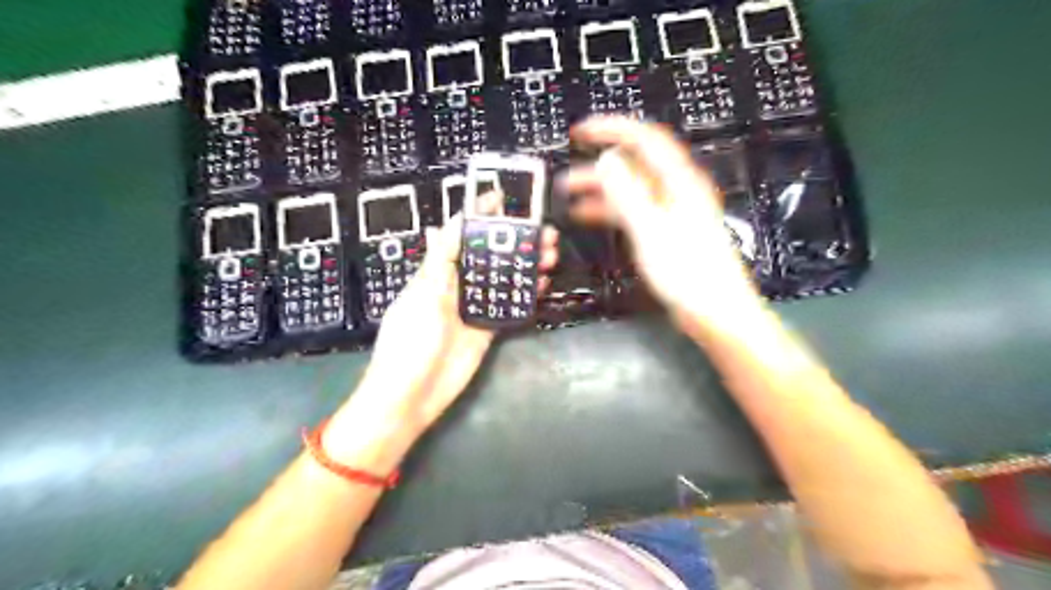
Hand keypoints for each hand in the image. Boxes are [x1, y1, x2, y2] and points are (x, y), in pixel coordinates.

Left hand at [327, 212, 556, 463]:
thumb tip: (437, 224)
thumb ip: (438, 263)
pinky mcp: (485, 330)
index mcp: (436, 273)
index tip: (502, 197)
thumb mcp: (422, 297)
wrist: (412, 395)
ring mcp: (472, 308)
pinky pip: (508, 307)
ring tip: (549, 255)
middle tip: (543, 233)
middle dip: (514, 241)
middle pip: (489, 256)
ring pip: (502, 280)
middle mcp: (456, 286)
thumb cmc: (410, 342)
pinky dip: (524, 296)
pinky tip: (541, 285)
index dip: (479, 215)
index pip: (460, 236)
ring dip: (524, 266)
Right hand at [563, 116, 760, 323]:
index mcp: (679, 182)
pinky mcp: (664, 231)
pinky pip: (632, 210)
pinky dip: (610, 209)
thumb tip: (606, 160)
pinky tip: (589, 215)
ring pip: (630, 189)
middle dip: (598, 165)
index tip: (581, 132)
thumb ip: (628, 193)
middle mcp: (675, 190)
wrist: (714, 311)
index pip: (644, 139)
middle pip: (634, 165)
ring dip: (600, 190)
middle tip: (568, 174)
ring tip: (569, 196)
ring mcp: (670, 211)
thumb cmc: (688, 273)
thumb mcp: (652, 230)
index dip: (612, 129)